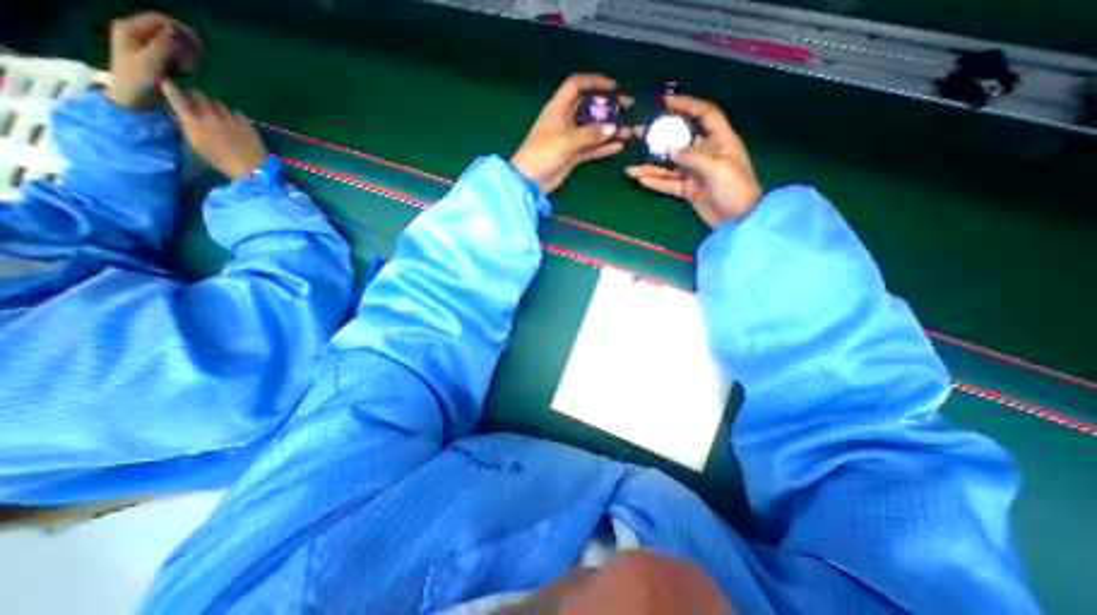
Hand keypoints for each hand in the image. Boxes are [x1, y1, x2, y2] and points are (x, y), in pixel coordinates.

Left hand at [108, 11, 201, 107]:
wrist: (133, 99)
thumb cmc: (138, 80)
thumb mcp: (151, 62)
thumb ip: (164, 45)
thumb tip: (179, 33)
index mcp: (130, 29)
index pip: (159, 19)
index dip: (181, 28)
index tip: (201, 45)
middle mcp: (136, 33)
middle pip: (168, 32)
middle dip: (184, 47)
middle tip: (190, 65)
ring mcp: (145, 45)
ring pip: (174, 45)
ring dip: (185, 57)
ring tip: (185, 71)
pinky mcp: (154, 57)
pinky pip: (174, 55)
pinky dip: (183, 63)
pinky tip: (182, 73)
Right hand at [160, 79, 267, 176]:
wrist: (254, 169)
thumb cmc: (223, 162)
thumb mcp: (198, 147)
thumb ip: (188, 129)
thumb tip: (181, 117)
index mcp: (194, 122)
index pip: (177, 98)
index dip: (170, 88)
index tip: (166, 83)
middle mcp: (211, 117)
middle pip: (199, 96)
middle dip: (194, 95)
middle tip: (195, 100)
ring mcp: (231, 119)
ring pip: (218, 103)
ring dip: (214, 104)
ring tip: (215, 111)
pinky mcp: (248, 124)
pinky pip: (236, 112)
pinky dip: (232, 113)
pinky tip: (232, 119)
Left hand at [511, 71, 630, 194]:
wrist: (530, 181)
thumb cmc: (542, 154)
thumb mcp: (565, 141)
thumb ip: (590, 134)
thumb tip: (613, 128)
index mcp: (558, 108)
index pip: (577, 85)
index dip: (595, 81)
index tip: (614, 86)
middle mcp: (565, 120)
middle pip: (589, 106)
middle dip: (608, 105)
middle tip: (628, 106)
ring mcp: (570, 138)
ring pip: (593, 129)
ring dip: (610, 129)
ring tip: (628, 131)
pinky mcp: (573, 155)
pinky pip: (592, 147)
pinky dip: (604, 147)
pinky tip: (618, 146)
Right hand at [625, 96, 764, 225]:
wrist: (739, 220)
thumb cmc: (736, 189)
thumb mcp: (718, 169)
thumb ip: (693, 157)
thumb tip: (669, 150)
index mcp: (720, 141)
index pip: (705, 115)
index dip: (688, 105)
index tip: (667, 102)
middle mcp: (706, 154)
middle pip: (679, 142)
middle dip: (658, 140)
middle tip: (637, 136)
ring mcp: (695, 173)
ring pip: (669, 167)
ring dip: (650, 168)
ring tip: (630, 170)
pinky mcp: (688, 190)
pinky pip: (669, 184)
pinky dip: (656, 183)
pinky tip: (642, 181)